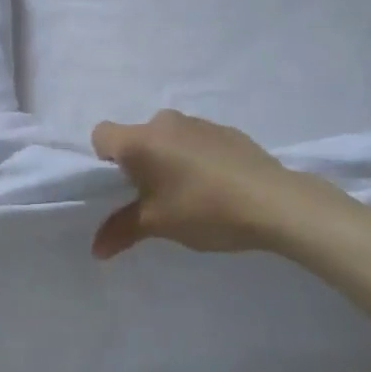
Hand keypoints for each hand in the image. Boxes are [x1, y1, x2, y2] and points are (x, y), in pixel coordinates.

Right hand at [90, 109, 355, 259]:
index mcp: (140, 140)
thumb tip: (96, 250)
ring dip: (170, 159)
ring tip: (190, 195)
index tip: (123, 187)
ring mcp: (198, 122)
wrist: (274, 202)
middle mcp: (164, 122)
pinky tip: (218, 187)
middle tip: (155, 197)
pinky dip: (197, 158)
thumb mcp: (158, 225)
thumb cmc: (204, 209)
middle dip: (140, 163)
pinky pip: (197, 141)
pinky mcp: (226, 130)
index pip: (102, 135)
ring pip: (168, 138)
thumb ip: (122, 231)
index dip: (104, 160)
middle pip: (137, 137)